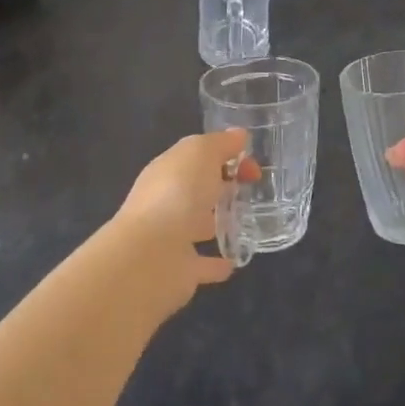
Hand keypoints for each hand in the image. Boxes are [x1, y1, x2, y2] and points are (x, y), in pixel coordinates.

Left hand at [114, 129, 260, 301]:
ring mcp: (172, 237)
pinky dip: (216, 263)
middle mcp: (167, 201)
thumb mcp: (200, 153)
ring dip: (217, 221)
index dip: (226, 155)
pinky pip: (203, 264)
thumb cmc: (177, 193)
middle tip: (253, 187)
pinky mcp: (181, 271)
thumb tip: (239, 135)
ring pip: (198, 224)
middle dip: (222, 184)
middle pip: (197, 187)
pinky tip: (235, 261)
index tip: (254, 165)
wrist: (150, 256)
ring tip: (248, 220)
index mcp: (168, 170)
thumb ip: (220, 143)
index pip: (198, 156)